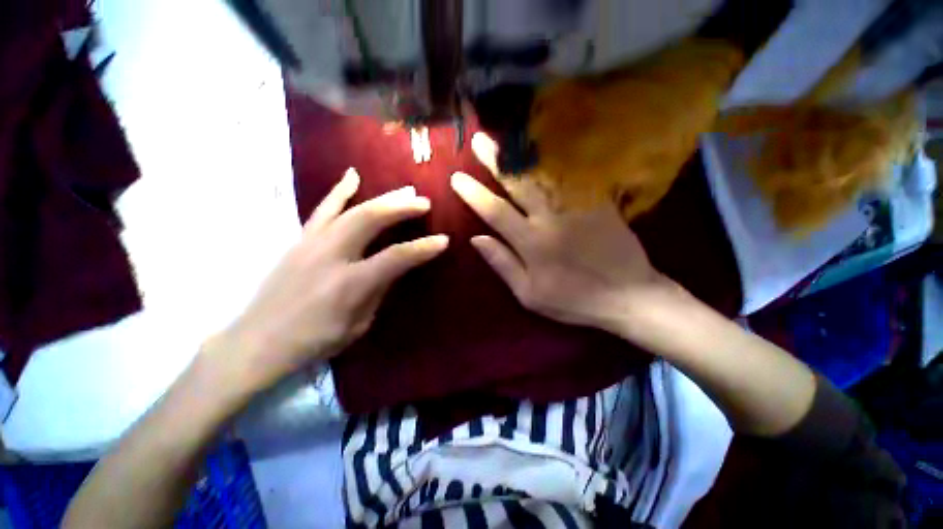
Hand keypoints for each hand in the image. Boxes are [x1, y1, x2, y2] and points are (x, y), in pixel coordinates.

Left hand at [208, 168, 447, 391]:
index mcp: (350, 284)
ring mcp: (311, 243)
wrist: (258, 341)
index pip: (396, 257)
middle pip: (371, 219)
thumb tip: (395, 267)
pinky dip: (340, 191)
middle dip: (401, 208)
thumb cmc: (314, 341)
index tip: (442, 240)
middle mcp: (331, 256)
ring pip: (350, 209)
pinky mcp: (300, 240)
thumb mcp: (358, 324)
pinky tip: (352, 176)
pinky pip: (323, 209)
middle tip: (423, 202)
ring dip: (381, 198)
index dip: (423, 248)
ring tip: (403, 190)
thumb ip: (379, 291)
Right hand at [452, 133, 682, 334]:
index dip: (474, 194)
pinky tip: (549, 146)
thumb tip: (476, 239)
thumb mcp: (529, 295)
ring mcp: (576, 207)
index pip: (495, 212)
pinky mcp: (598, 203)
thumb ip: (503, 264)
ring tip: (509, 137)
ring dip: (524, 154)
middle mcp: (550, 218)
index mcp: (531, 242)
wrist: (627, 296)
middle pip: (519, 184)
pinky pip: (576, 176)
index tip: (457, 177)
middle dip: (496, 161)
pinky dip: (560, 159)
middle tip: (479, 140)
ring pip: (546, 174)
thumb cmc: (573, 300)